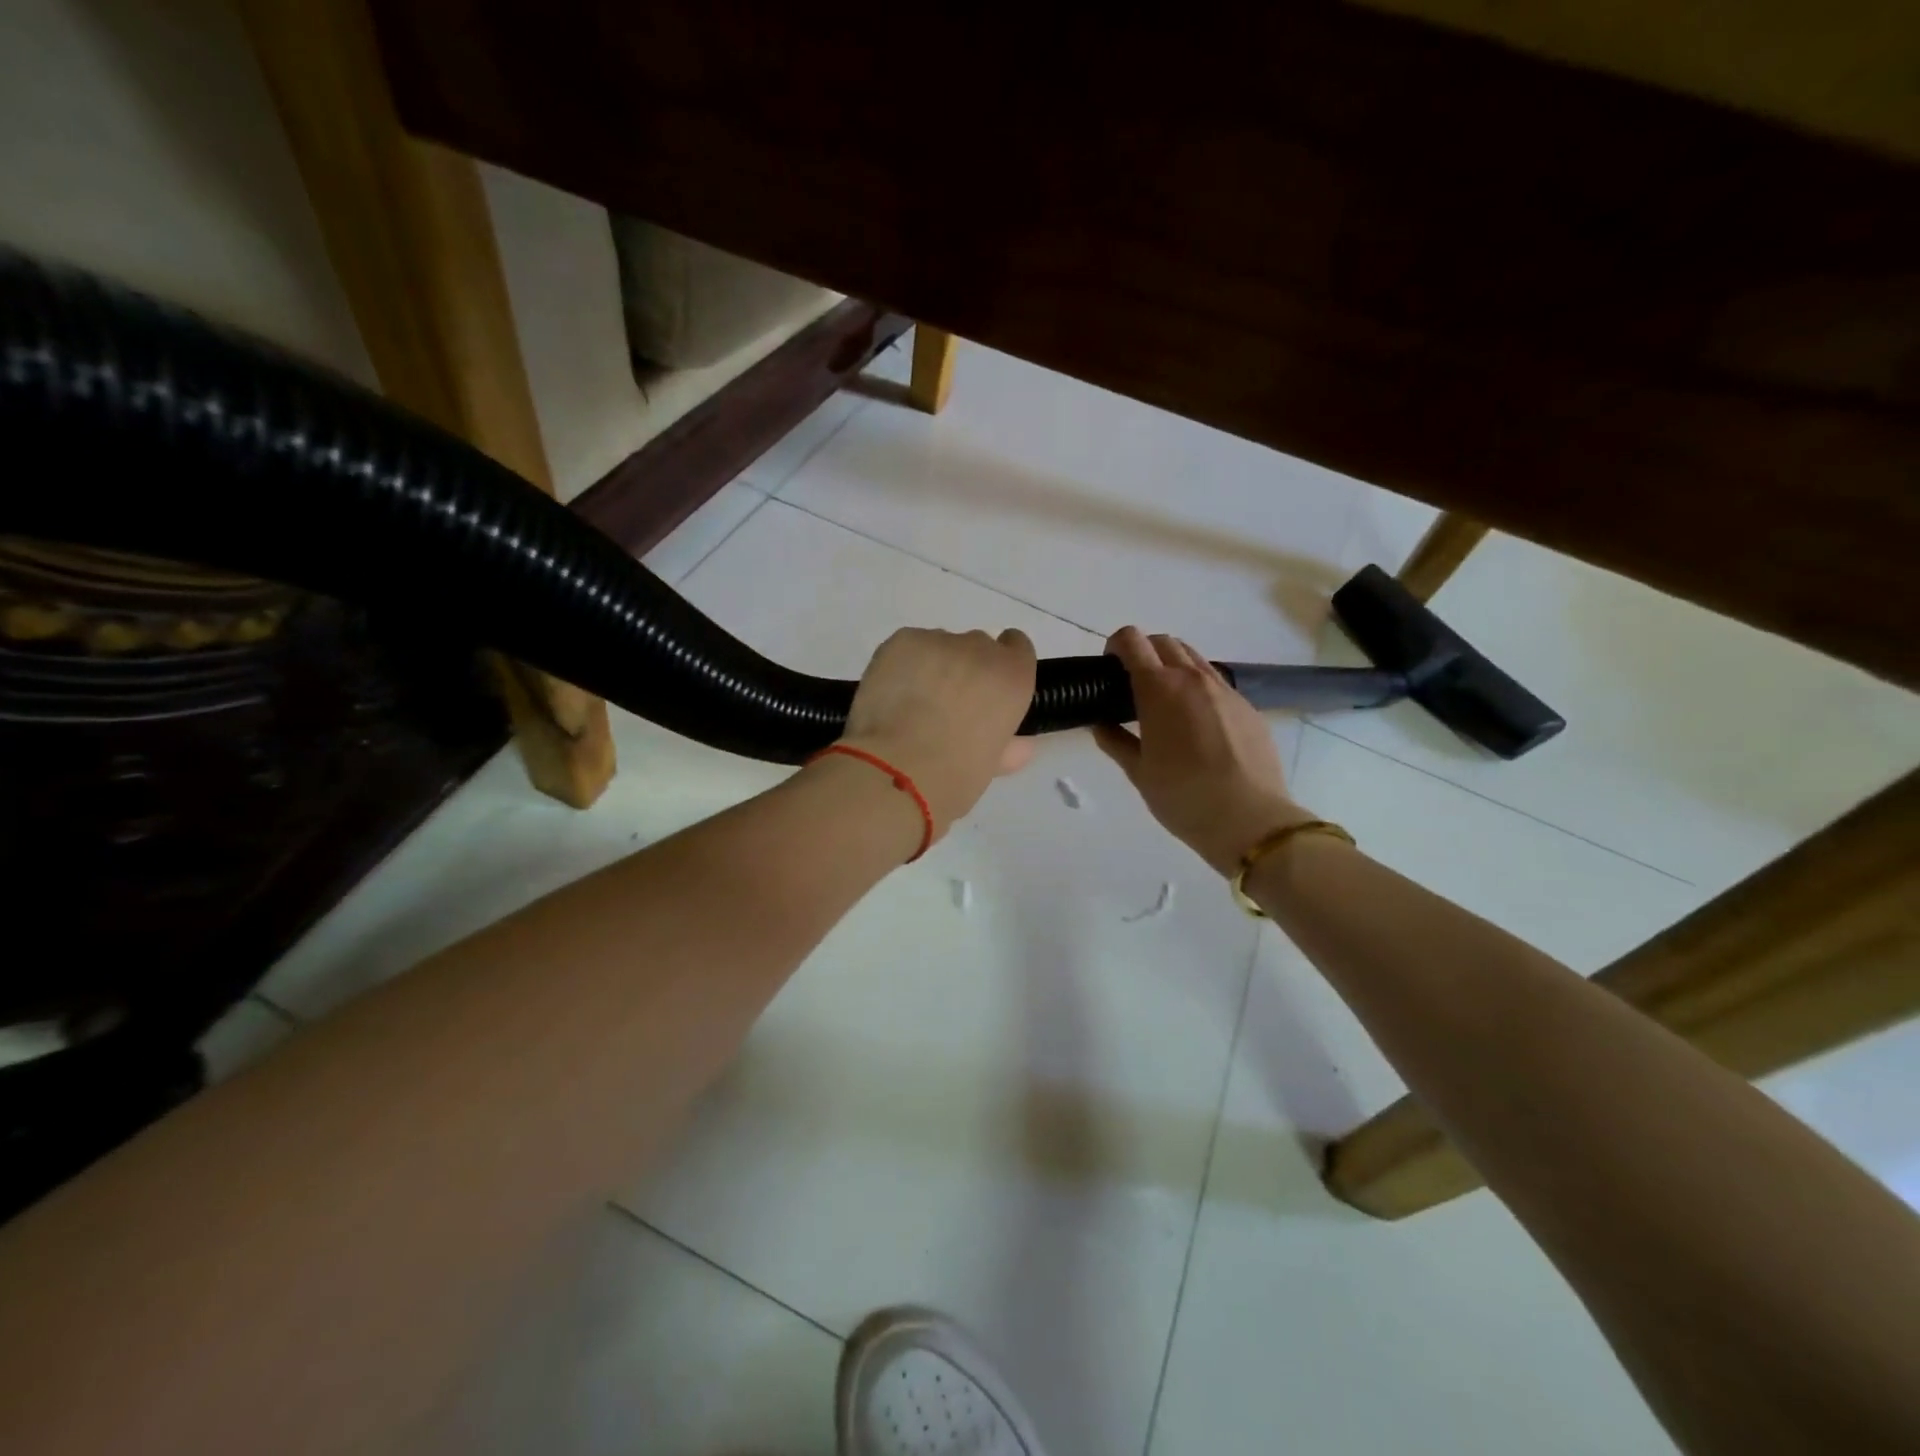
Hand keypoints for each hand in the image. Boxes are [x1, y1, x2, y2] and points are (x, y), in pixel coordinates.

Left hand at [839, 627, 1038, 838]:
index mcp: (1012, 678)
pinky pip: (908, 647)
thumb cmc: (954, 777)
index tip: (987, 688)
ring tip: (911, 704)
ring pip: (939, 646)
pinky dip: (902, 665)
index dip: (1001, 665)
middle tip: (945, 706)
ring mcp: (938, 641)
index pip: (1017, 647)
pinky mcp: (902, 641)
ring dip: (932, 667)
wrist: (897, 769)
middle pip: (976, 646)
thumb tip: (1018, 745)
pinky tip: (891, 695)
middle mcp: (981, 649)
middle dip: (964, 669)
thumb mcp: (991, 765)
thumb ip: (1008, 746)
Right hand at [1093, 626, 1308, 875]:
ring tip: (1165, 704)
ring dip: (1173, 667)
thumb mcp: (1139, 772)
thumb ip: (1115, 741)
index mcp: (1159, 689)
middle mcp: (1193, 679)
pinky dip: (1198, 689)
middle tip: (1133, 685)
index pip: (1132, 641)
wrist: (1251, 820)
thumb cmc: (1183, 797)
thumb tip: (1100, 723)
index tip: (1109, 668)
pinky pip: (1216, 684)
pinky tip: (1197, 726)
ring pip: (1194, 659)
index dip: (1116, 645)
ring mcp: (1225, 691)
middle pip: (1165, 642)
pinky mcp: (1248, 707)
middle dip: (1144, 652)